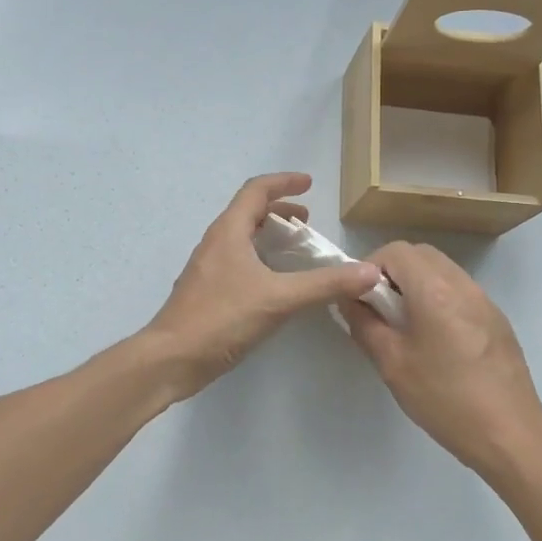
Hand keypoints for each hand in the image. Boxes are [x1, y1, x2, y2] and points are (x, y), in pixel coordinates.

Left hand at [144, 174, 382, 397]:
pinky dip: (260, 259)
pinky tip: (275, 285)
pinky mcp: (207, 291)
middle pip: (248, 212)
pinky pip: (237, 261)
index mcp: (229, 231)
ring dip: (269, 236)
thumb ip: (324, 284)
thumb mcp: (279, 299)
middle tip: (307, 223)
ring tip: (295, 251)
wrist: (171, 358)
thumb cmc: (221, 318)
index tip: (309, 183)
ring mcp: (208, 267)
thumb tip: (369, 271)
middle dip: (279, 211)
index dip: (284, 182)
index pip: (256, 190)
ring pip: (242, 238)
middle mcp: (216, 242)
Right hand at [340, 241, 541, 472]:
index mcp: (434, 290)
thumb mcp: (392, 363)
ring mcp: (484, 300)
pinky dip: (438, 298)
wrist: (510, 434)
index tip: (361, 299)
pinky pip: (459, 291)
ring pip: (441, 270)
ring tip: (405, 325)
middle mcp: (462, 284)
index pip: (395, 251)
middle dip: (392, 272)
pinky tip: (435, 339)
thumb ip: (364, 324)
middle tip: (379, 309)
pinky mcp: (496, 319)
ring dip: (416, 284)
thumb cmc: (444, 398)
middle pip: (420, 254)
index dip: (370, 267)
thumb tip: (348, 300)